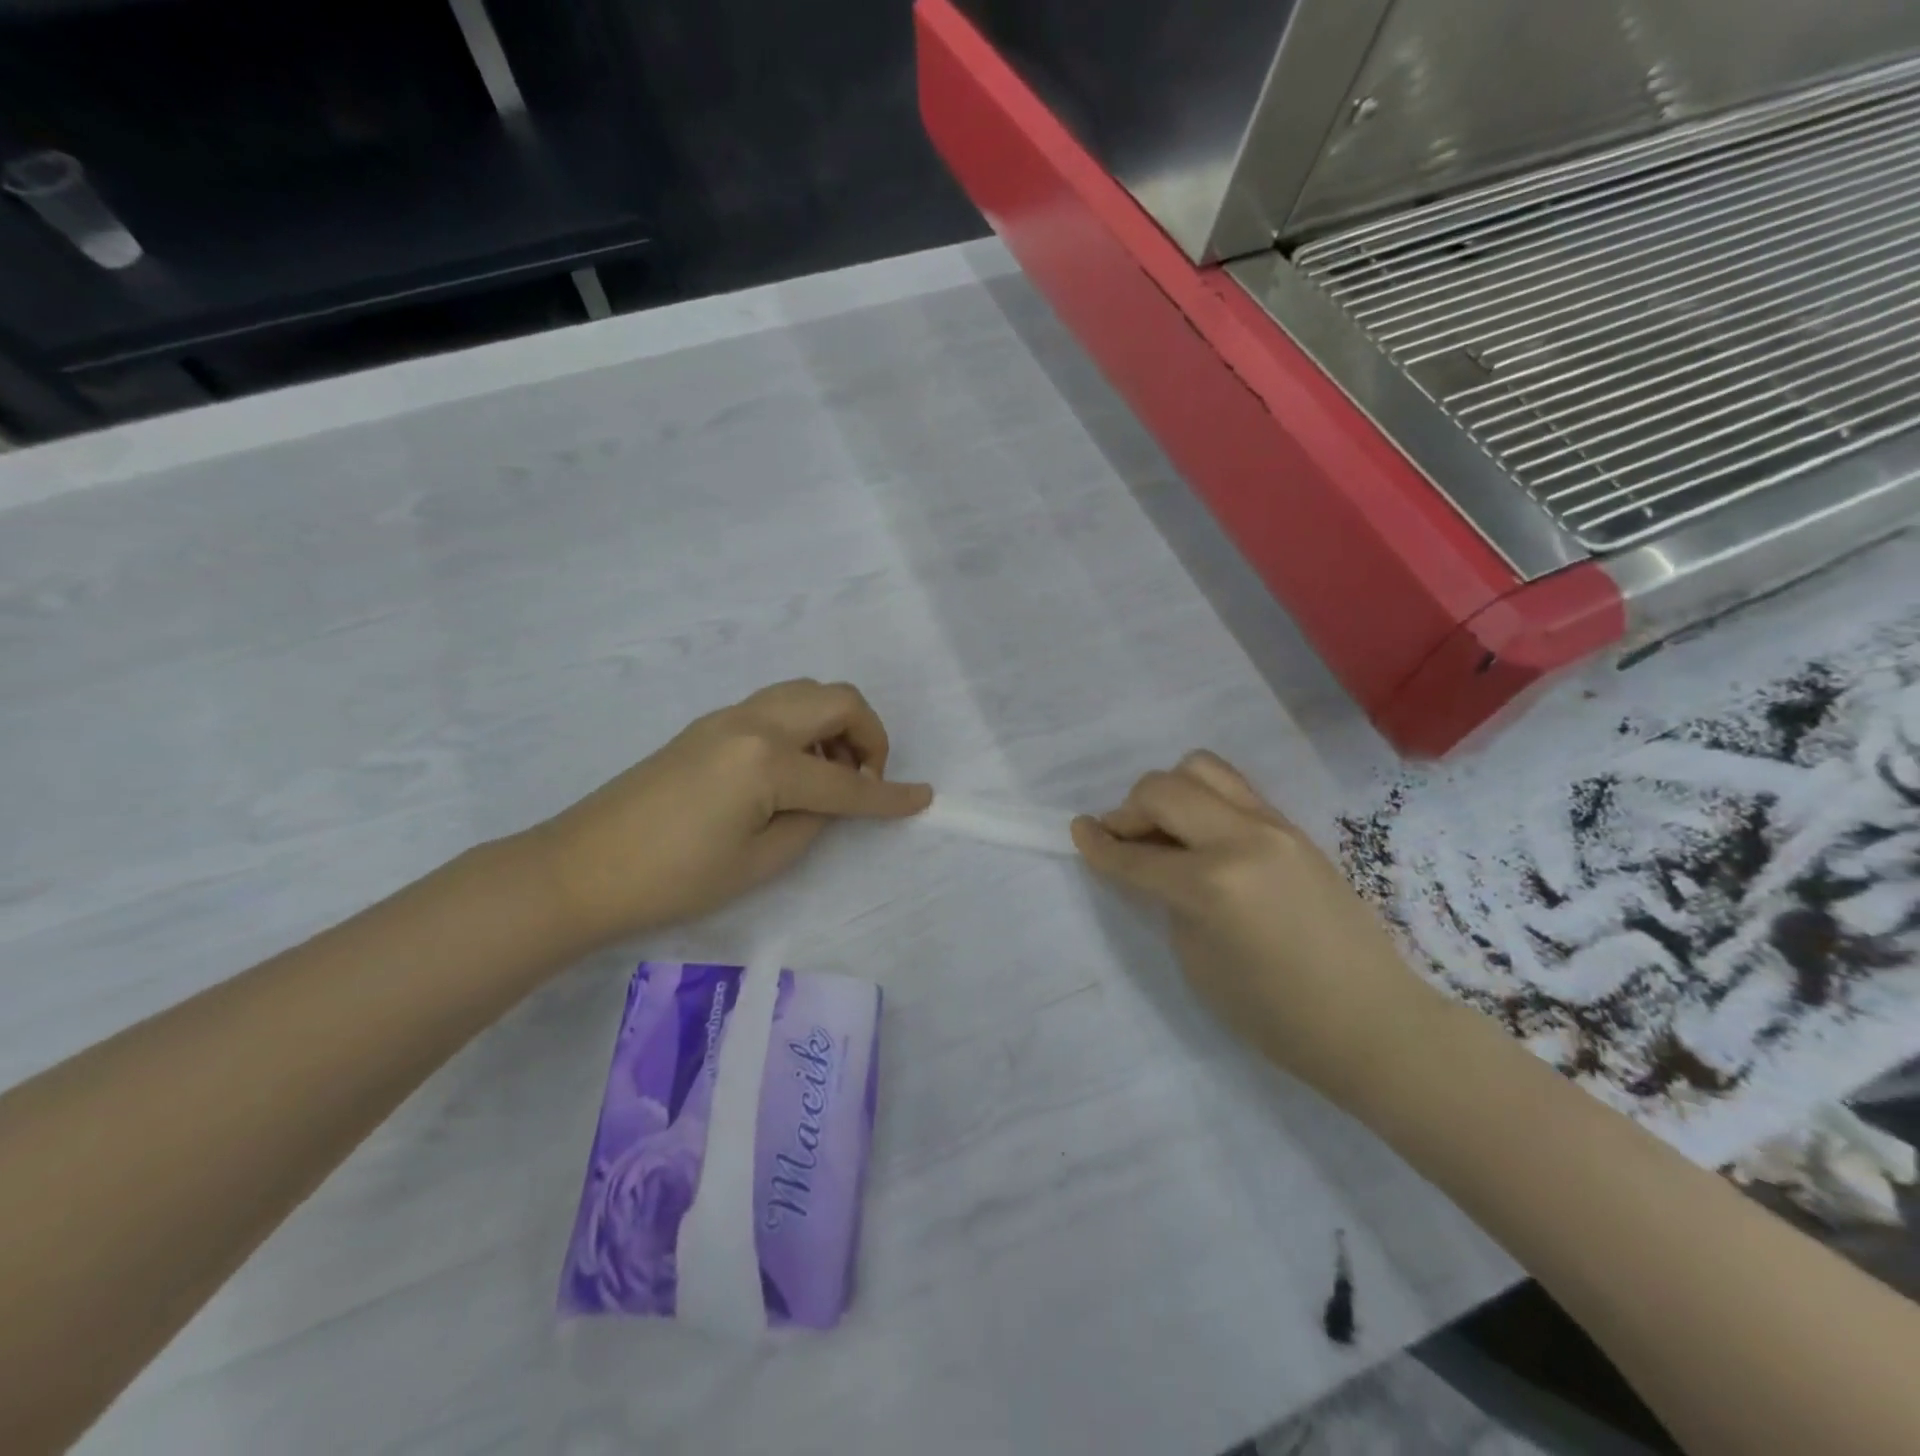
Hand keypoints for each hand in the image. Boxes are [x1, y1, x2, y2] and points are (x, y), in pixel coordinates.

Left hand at [531, 680, 930, 944]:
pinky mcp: (709, 725)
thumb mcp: (759, 862)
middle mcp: (754, 723)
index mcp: (767, 762)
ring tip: (829, 774)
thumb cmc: (673, 879)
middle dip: (870, 735)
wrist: (581, 868)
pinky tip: (792, 770)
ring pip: (806, 692)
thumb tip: (832, 799)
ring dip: (835, 724)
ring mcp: (728, 717)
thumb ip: (812, 821)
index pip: (847, 782)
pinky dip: (804, 726)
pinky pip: (777, 705)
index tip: (923, 799)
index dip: (889, 796)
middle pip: (837, 700)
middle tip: (864, 778)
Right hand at [1072, 752, 1441, 1099]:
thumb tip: (1154, 865)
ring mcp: (1274, 826)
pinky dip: (1204, 799)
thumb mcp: (1198, 962)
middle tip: (1124, 839)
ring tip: (1165, 827)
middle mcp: (1240, 839)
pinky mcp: (1294, 829)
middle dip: (1129, 810)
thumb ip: (1168, 900)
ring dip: (1170, 791)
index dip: (1098, 845)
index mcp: (1211, 884)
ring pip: (1203, 768)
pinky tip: (1202, 835)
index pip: (1135, 855)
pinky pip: (1235, 789)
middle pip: (1163, 789)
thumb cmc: (1274, 1014)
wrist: (1372, 1021)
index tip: (1078, 832)